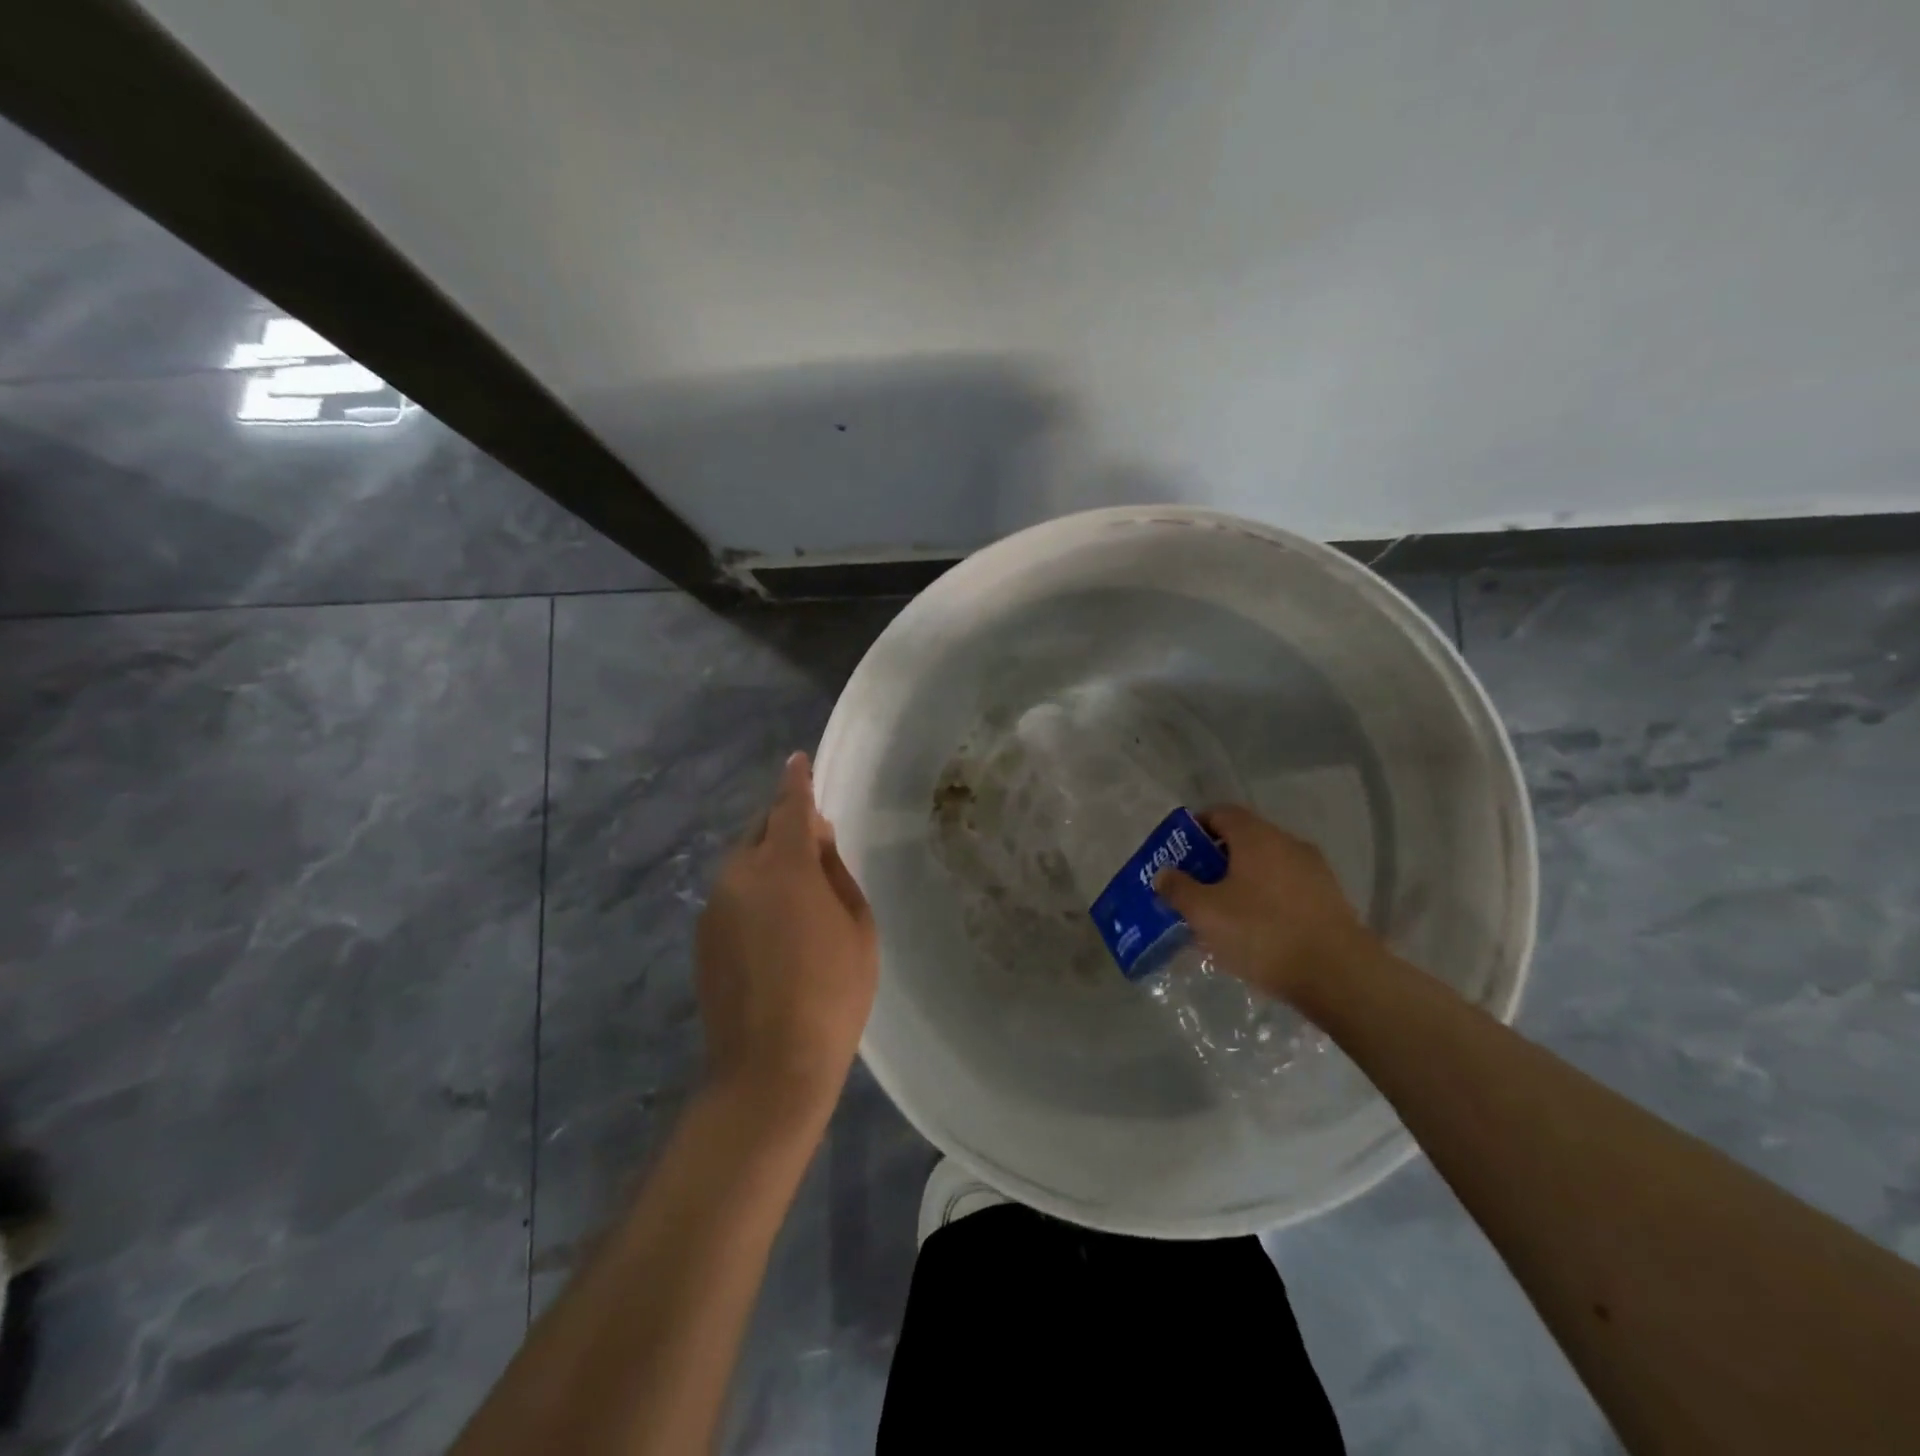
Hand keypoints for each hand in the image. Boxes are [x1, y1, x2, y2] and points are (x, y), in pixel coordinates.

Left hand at [695, 753, 877, 1122]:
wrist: (770, 1066)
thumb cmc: (832, 993)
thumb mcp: (857, 926)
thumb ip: (835, 872)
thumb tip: (817, 841)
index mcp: (785, 865)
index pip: (790, 806)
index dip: (796, 780)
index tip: (797, 759)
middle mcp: (740, 874)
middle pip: (762, 830)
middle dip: (787, 825)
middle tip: (818, 844)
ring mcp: (715, 905)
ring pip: (745, 862)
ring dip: (771, 861)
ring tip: (800, 894)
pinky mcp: (703, 935)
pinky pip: (734, 893)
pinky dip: (755, 891)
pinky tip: (776, 927)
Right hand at [1153, 804, 1376, 1004]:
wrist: (1339, 976)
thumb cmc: (1262, 933)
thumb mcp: (1205, 913)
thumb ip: (1178, 889)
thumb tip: (1165, 874)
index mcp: (1256, 836)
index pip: (1220, 813)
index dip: (1194, 828)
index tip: (1177, 854)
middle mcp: (1288, 844)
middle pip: (1243, 841)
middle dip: (1215, 861)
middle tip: (1193, 888)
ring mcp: (1314, 872)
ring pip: (1266, 868)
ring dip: (1241, 884)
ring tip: (1222, 916)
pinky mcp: (1330, 901)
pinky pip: (1287, 891)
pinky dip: (1266, 902)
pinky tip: (1256, 934)